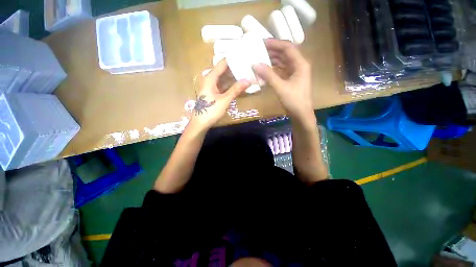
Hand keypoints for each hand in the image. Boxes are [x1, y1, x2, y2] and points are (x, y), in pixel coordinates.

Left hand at [189, 60, 250, 132]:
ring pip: (224, 78)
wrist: (200, 123)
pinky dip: (230, 85)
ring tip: (246, 75)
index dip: (233, 60)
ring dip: (234, 78)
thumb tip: (248, 80)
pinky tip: (239, 85)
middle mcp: (210, 79)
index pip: (223, 63)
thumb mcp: (224, 100)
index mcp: (210, 78)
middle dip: (235, 69)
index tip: (244, 57)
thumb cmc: (210, 111)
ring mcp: (211, 86)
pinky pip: (223, 85)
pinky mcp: (213, 93)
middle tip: (248, 67)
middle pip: (224, 70)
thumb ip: (235, 90)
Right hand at [253, 39, 313, 122]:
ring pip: (283, 61)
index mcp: (300, 64)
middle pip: (285, 53)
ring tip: (260, 58)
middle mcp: (299, 65)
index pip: (287, 47)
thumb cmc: (294, 101)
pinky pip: (282, 70)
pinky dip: (274, 69)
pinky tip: (265, 69)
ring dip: (272, 59)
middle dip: (272, 50)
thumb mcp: (280, 87)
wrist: (301, 114)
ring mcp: (295, 72)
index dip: (274, 43)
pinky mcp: (291, 79)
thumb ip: (268, 75)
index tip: (261, 42)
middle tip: (258, 50)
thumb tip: (255, 64)